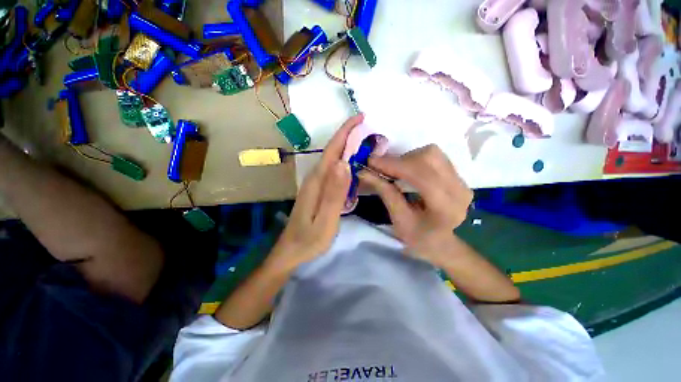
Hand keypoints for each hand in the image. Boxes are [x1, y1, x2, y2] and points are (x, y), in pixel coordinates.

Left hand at [268, 115, 364, 270]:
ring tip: (365, 143)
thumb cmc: (309, 239)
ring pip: (333, 160)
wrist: (291, 252)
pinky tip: (353, 166)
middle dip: (349, 137)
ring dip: (348, 149)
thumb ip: (334, 193)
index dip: (345, 132)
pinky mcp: (317, 191)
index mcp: (317, 181)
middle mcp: (315, 178)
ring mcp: (315, 184)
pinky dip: (344, 163)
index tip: (360, 118)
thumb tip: (344, 163)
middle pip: (333, 152)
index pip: (333, 150)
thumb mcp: (325, 220)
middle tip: (369, 130)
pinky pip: (333, 172)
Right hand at [359, 144, 472, 266]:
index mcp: (446, 208)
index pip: (421, 175)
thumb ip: (385, 193)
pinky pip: (435, 157)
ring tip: (394, 171)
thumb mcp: (398, 219)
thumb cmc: (417, 237)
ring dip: (408, 158)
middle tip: (381, 168)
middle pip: (429, 158)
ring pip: (432, 153)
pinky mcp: (459, 177)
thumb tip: (364, 172)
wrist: (440, 243)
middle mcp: (460, 191)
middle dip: (400, 160)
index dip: (395, 164)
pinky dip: (415, 159)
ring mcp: (463, 182)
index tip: (372, 161)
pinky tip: (406, 171)